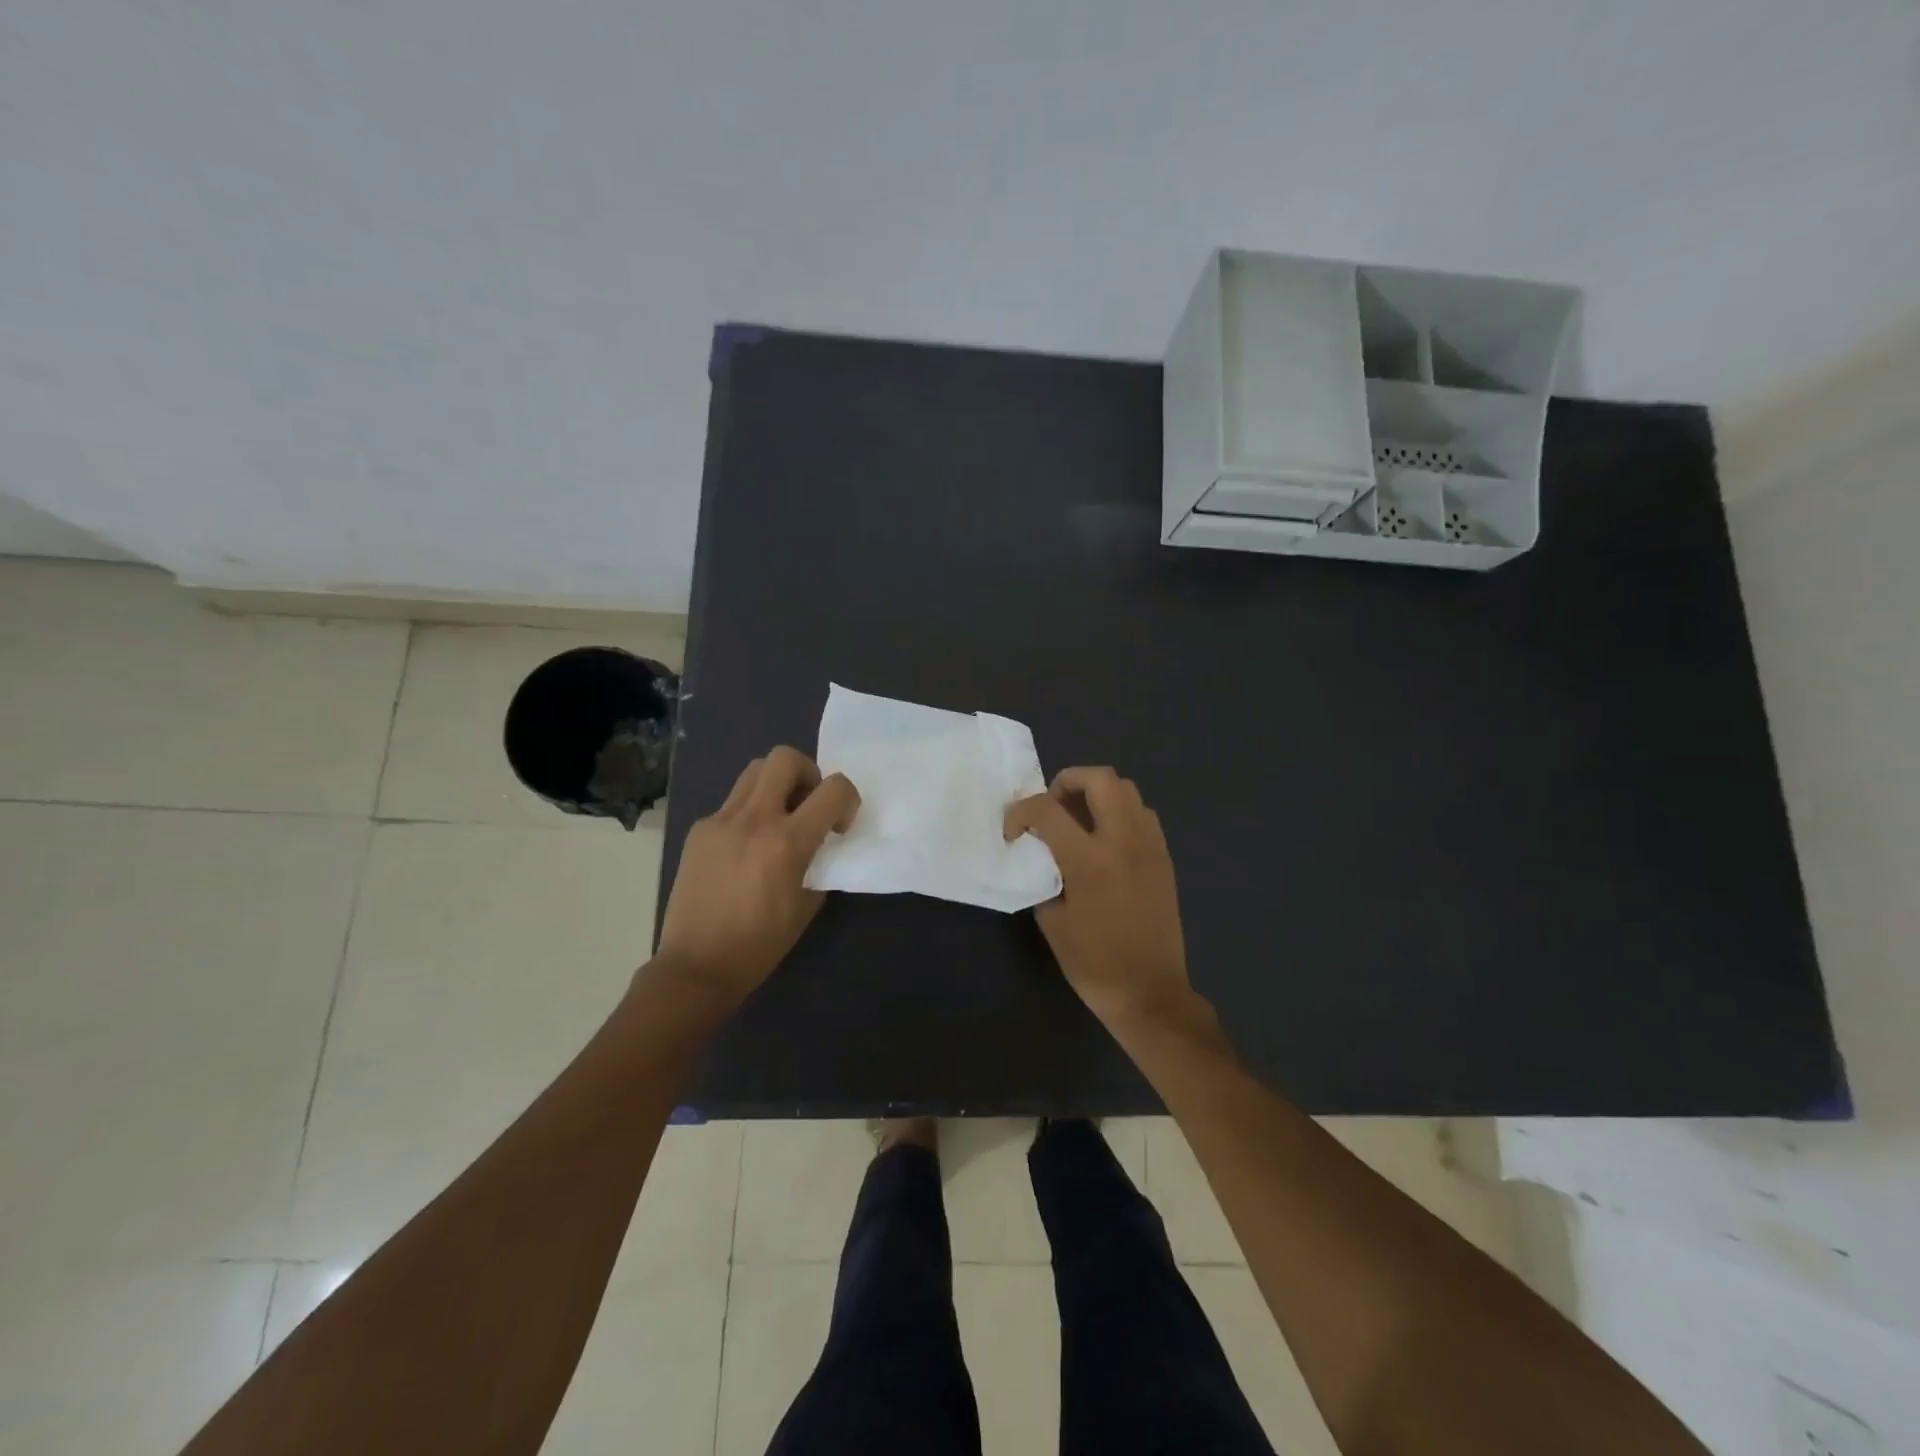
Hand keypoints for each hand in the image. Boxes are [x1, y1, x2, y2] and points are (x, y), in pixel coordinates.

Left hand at [656, 746, 859, 1003]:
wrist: (696, 966)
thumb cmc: (760, 944)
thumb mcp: (807, 904)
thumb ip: (820, 862)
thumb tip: (821, 842)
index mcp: (787, 842)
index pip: (833, 788)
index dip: (848, 799)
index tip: (839, 826)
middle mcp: (753, 819)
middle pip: (785, 758)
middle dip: (808, 773)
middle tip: (808, 805)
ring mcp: (720, 821)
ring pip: (754, 771)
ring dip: (776, 784)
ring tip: (779, 819)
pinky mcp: (699, 830)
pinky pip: (732, 803)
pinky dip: (750, 812)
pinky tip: (746, 848)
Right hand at [1004, 766, 1197, 1029]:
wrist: (1150, 993)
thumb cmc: (1094, 964)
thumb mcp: (1053, 923)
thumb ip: (1044, 878)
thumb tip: (1043, 857)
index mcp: (1090, 860)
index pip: (1047, 809)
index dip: (1020, 812)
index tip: (1013, 832)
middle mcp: (1124, 842)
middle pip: (1100, 778)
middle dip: (1067, 781)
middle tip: (1052, 808)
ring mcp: (1150, 846)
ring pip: (1127, 789)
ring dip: (1097, 794)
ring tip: (1078, 821)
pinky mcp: (1164, 858)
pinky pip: (1143, 814)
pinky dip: (1120, 812)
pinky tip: (1106, 841)